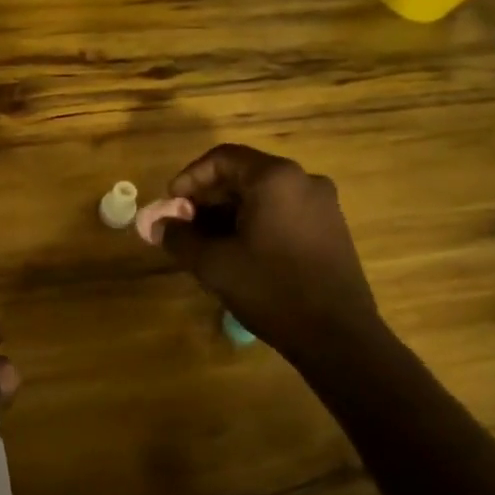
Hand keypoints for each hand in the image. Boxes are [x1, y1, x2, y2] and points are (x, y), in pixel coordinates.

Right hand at [156, 143, 382, 355]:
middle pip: (244, 175)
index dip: (189, 179)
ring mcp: (323, 205)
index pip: (222, 158)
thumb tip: (156, 225)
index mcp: (275, 178)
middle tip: (184, 227)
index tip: (171, 206)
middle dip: (208, 198)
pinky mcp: (332, 229)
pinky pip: (284, 212)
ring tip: (207, 244)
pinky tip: (241, 253)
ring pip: (264, 196)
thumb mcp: (213, 264)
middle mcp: (303, 180)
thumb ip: (179, 237)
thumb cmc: (271, 289)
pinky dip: (256, 223)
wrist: (338, 336)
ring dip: (230, 213)